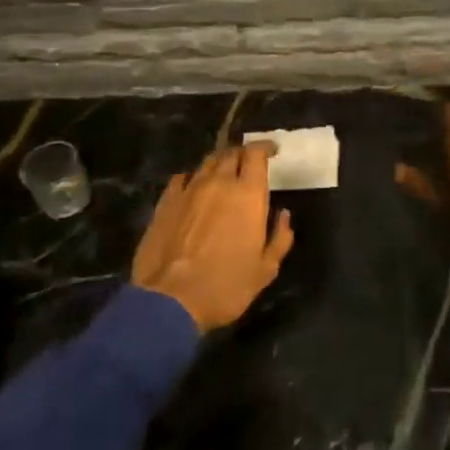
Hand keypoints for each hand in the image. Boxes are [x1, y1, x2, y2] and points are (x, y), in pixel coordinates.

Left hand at [132, 142, 293, 331]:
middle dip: (243, 154)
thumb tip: (284, 215)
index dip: (265, 148)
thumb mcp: (265, 270)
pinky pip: (182, 178)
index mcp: (248, 194)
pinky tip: (193, 189)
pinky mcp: (165, 202)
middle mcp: (219, 182)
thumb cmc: (226, 286)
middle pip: (231, 153)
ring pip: (207, 162)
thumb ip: (280, 238)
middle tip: (248, 165)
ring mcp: (189, 189)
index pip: (256, 153)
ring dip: (219, 164)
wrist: (170, 301)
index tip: (272, 152)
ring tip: (223, 175)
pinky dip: (193, 178)